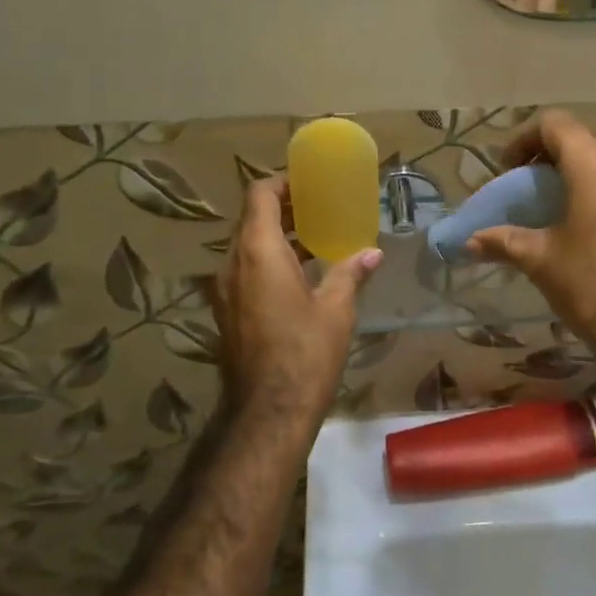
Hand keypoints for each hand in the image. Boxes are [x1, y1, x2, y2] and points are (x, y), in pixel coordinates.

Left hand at [211, 177, 380, 427]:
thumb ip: (350, 273)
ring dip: (276, 238)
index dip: (282, 183)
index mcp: (258, 252)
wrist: (268, 412)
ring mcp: (224, 290)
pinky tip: (300, 277)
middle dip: (284, 210)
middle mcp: (233, 264)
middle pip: (251, 220)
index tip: (309, 184)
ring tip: (314, 240)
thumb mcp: (336, 310)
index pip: (259, 196)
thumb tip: (371, 253)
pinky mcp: (226, 312)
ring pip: (247, 247)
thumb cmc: (305, 354)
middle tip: (319, 210)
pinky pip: (245, 271)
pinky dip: (268, 262)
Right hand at [466, 110, 595, 367]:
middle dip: (548, 159)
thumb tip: (471, 241)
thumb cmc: (593, 286)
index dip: (524, 139)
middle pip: (581, 142)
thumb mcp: (541, 261)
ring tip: (554, 209)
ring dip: (576, 177)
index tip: (509, 169)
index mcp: (594, 166)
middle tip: (526, 190)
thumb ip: (503, 241)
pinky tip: (587, 228)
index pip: (555, 124)